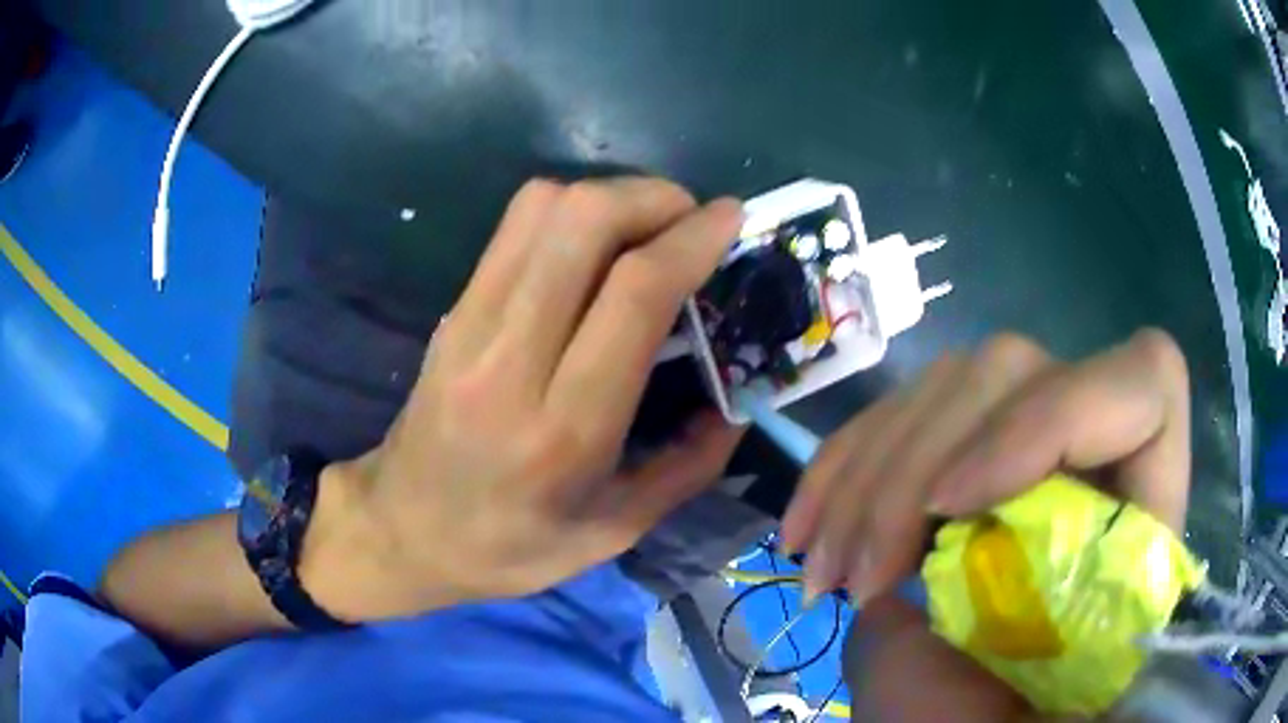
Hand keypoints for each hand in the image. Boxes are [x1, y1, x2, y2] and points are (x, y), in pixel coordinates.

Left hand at [312, 178, 745, 618]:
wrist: (404, 530)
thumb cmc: (512, 545)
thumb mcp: (616, 530)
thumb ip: (690, 465)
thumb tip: (738, 398)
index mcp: (565, 429)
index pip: (634, 294)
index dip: (692, 240)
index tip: (729, 217)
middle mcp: (512, 361)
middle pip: (583, 223)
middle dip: (653, 198)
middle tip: (690, 219)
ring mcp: (470, 325)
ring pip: (542, 208)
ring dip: (610, 195)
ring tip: (647, 225)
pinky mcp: (452, 310)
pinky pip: (513, 226)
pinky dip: (568, 210)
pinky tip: (594, 243)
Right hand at [781, 330, 1191, 719]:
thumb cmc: (1015, 722)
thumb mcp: (1019, 690)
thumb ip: (980, 625)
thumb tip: (903, 581)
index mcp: (1144, 504)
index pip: (1141, 385)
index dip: (1046, 420)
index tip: (948, 509)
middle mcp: (1093, 447)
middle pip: (1016, 371)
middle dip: (915, 470)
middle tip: (855, 578)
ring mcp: (1027, 434)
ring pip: (948, 385)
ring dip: (862, 478)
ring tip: (819, 570)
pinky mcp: (968, 446)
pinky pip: (899, 417)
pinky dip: (841, 468)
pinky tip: (806, 529)